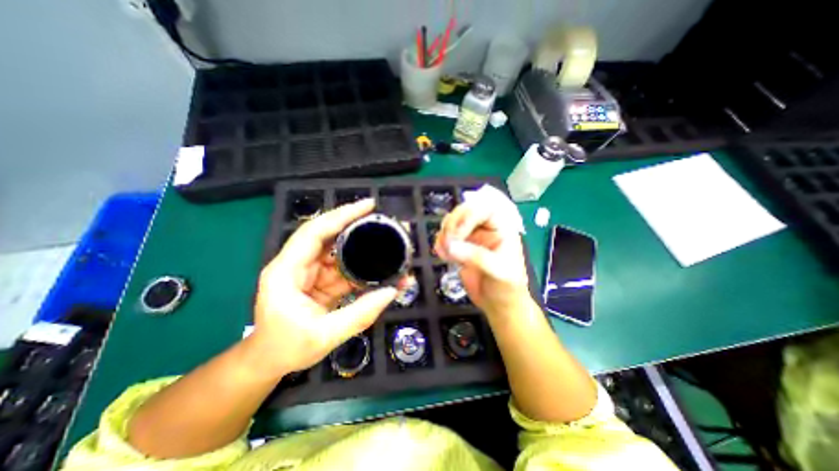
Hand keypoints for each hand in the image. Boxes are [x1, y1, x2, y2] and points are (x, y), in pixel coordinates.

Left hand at [249, 199, 399, 379]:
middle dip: (356, 225)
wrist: (268, 362)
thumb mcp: (324, 336)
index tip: (368, 205)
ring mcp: (311, 272)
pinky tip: (379, 268)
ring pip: (339, 251)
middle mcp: (298, 264)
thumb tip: (392, 291)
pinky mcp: (321, 281)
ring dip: (362, 247)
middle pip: (329, 235)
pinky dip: (361, 267)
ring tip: (387, 242)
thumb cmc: (286, 349)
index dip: (341, 215)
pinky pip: (344, 268)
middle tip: (383, 221)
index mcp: (287, 271)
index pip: (314, 232)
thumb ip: (360, 314)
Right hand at [432, 200, 530, 316]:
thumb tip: (451, 245)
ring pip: (453, 222)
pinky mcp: (460, 247)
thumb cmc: (507, 288)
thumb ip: (476, 256)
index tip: (457, 235)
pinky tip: (442, 255)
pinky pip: (446, 237)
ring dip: (444, 233)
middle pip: (465, 211)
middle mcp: (486, 228)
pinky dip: (440, 243)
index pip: (485, 209)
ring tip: (444, 251)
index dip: (468, 216)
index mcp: (502, 228)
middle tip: (448, 242)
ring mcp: (472, 237)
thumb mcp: (498, 271)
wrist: (499, 306)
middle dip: (453, 224)